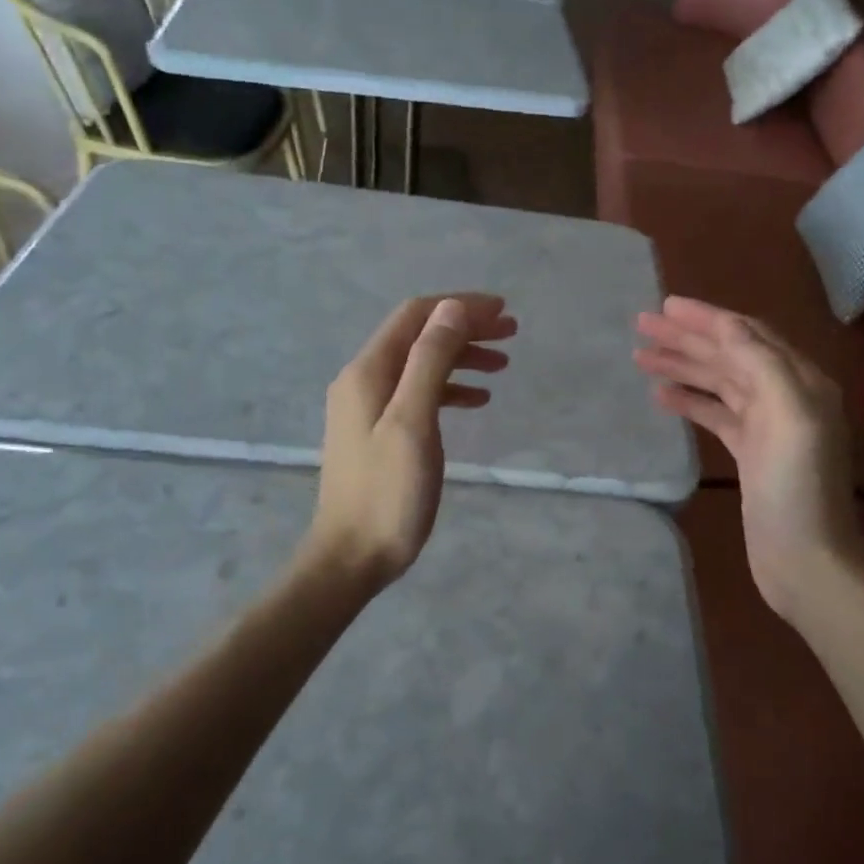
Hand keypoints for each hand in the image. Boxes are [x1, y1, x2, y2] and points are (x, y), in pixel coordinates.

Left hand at [306, 293, 516, 591]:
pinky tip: (477, 400)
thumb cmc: (387, 493)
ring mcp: (369, 407)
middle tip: (511, 334)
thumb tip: (453, 308)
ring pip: (421, 364)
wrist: (351, 556)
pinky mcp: (378, 432)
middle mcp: (364, 380)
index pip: (416, 316)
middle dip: (465, 328)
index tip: (503, 312)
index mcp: (368, 371)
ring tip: (502, 365)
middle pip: (419, 336)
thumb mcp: (413, 421)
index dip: (460, 306)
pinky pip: (418, 394)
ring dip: (460, 357)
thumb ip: (430, 361)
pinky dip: (449, 388)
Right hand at [635, 297, 863, 620]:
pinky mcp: (749, 453)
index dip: (706, 318)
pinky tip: (661, 396)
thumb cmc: (797, 488)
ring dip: (682, 367)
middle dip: (686, 338)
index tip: (665, 306)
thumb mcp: (788, 415)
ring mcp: (766, 426)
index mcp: (800, 380)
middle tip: (642, 325)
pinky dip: (689, 401)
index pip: (747, 335)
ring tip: (641, 357)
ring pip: (718, 383)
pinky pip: (715, 414)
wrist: (806, 559)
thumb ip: (760, 363)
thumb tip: (727, 325)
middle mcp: (784, 396)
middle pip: (729, 355)